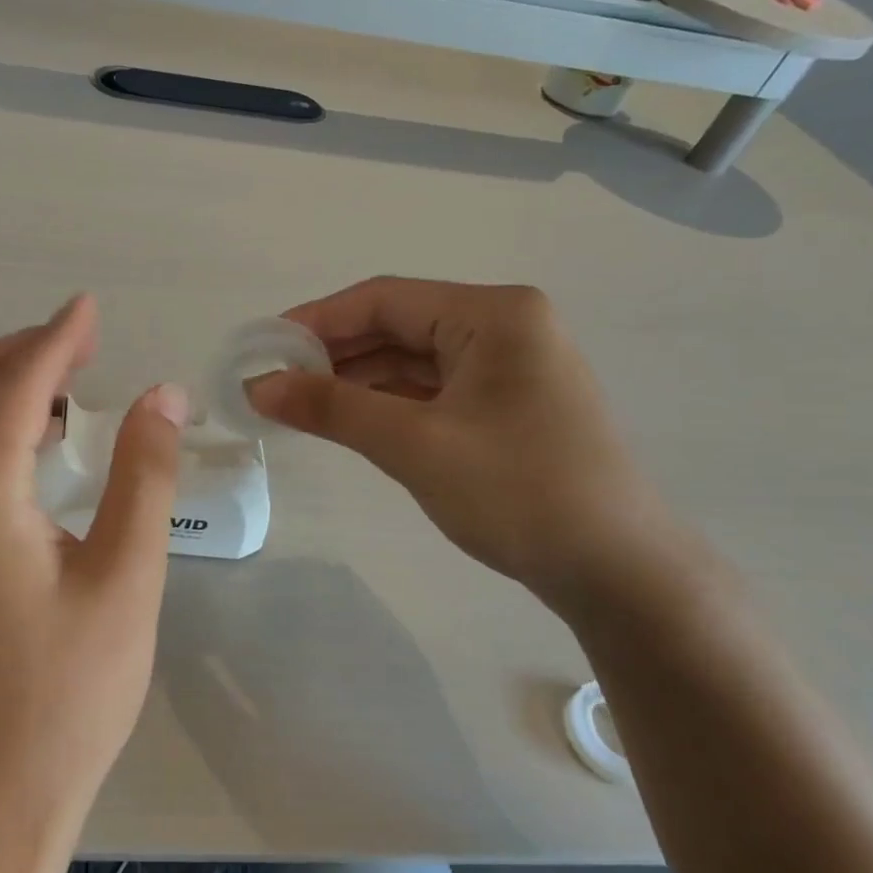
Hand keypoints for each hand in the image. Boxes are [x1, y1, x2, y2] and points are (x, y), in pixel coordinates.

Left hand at [0, 294, 189, 834]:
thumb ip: (142, 475)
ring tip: (69, 382)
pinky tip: (38, 442)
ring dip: (1, 383)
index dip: (58, 338)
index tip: (92, 305)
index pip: (18, 386)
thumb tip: (161, 396)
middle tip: (87, 343)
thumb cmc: (69, 693)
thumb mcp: (126, 578)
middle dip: (23, 350)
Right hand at [247, 277, 679, 596]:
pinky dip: (386, 402)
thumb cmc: (518, 492)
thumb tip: (256, 385)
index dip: (316, 320)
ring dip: (356, 379)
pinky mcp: (504, 405)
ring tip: (298, 403)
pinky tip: (347, 419)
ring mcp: (508, 367)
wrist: (617, 572)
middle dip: (333, 353)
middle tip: (273, 381)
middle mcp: (504, 327)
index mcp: (494, 314)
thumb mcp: (414, 444)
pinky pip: (430, 389)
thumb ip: (331, 407)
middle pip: (397, 325)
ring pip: (411, 359)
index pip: (384, 299)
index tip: (262, 347)